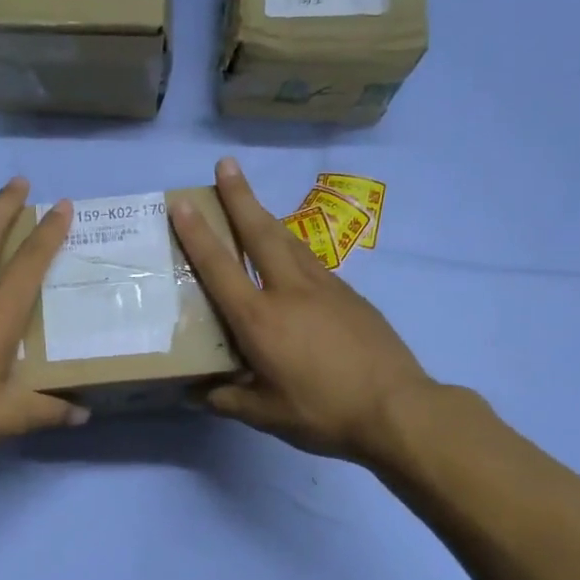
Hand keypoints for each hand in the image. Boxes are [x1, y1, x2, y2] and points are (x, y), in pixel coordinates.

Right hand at [169, 157, 442, 464]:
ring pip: (289, 242)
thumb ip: (227, 399)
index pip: (219, 267)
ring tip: (252, 203)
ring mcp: (325, 288)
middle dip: (240, 196)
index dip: (197, 233)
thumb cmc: (322, 412)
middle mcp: (289, 291)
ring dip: (266, 217)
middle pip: (260, 232)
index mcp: (259, 319)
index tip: (181, 202)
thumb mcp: (265, 415)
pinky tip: (291, 258)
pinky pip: (312, 263)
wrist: (397, 409)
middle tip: (226, 164)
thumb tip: (196, 394)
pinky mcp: (350, 296)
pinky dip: (292, 249)